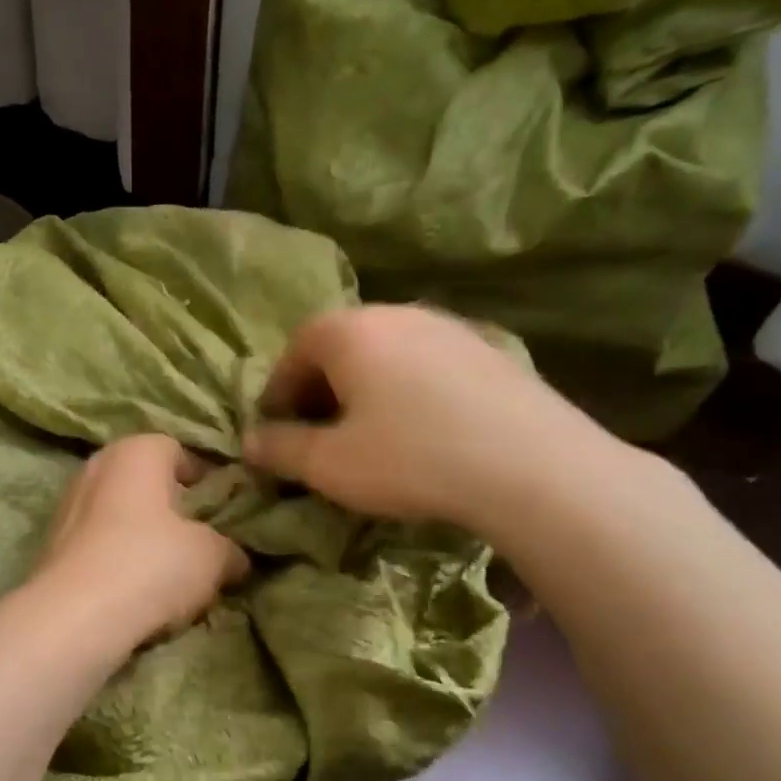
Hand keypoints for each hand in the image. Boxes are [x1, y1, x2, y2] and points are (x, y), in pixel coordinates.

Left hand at [30, 434, 249, 648]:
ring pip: (119, 515)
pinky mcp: (50, 545)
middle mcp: (97, 467)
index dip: (206, 479)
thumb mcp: (212, 557)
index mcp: (136, 451)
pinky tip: (134, 590)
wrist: (74, 617)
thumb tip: (236, 558)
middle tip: (199, 541)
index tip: (224, 510)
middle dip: (172, 509)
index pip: (179, 451)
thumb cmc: (150, 565)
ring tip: (168, 573)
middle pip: (145, 483)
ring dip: (142, 536)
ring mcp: (67, 505)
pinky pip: (98, 544)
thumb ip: (229, 549)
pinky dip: (116, 558)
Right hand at [242, 305, 636, 543]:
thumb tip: (249, 442)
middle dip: (320, 390)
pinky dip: (407, 391)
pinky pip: (426, 365)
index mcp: (349, 331)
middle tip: (318, 435)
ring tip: (369, 434)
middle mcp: (396, 314)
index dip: (278, 394)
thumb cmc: (411, 459)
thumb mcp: (330, 465)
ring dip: (364, 389)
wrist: (531, 466)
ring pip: (386, 354)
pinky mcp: (489, 349)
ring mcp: (448, 327)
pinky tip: (421, 430)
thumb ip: (281, 449)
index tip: (276, 431)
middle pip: (340, 347)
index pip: (294, 352)